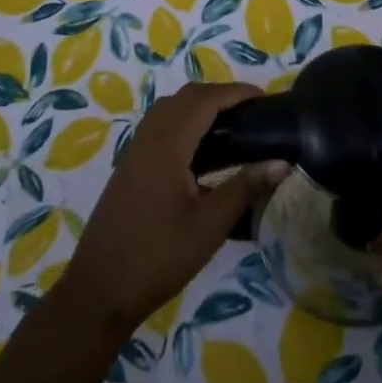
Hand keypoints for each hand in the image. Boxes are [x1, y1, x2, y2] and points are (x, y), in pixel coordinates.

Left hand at [58, 81, 285, 334]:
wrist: (100, 289)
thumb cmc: (158, 257)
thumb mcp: (209, 225)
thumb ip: (245, 188)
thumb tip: (282, 162)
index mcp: (167, 144)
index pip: (205, 99)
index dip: (236, 93)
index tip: (266, 100)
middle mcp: (149, 137)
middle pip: (186, 97)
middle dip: (220, 95)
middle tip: (253, 113)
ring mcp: (135, 150)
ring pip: (170, 108)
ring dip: (201, 106)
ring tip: (233, 127)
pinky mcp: (130, 165)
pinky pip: (160, 126)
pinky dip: (185, 122)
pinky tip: (203, 151)